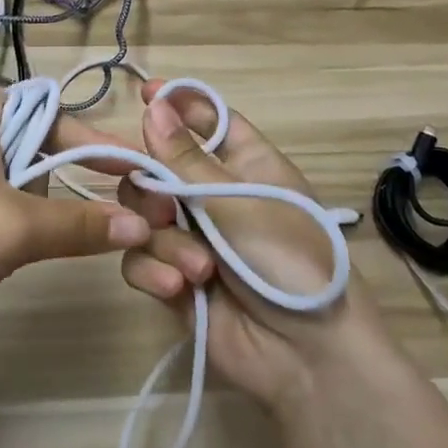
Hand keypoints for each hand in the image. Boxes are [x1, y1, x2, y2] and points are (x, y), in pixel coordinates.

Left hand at [0, 84, 149, 353]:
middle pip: (23, 140)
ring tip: (0, 243)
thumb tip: (141, 225)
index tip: (135, 172)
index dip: (93, 146)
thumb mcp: (14, 232)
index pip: (48, 114)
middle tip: (39, 226)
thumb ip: (82, 223)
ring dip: (17, 203)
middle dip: (44, 184)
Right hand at [117, 79, 395, 413]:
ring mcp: (191, 239)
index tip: (145, 92)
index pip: (207, 120)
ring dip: (164, 241)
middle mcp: (213, 196)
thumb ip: (186, 159)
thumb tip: (154, 106)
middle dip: (152, 187)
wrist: (307, 355)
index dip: (178, 104)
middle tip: (164, 207)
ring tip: (197, 269)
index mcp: (245, 164)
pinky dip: (154, 272)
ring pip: (142, 216)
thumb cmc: (288, 260)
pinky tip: (179, 289)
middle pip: (157, 168)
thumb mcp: (239, 202)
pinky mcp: (172, 279)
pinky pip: (140, 259)